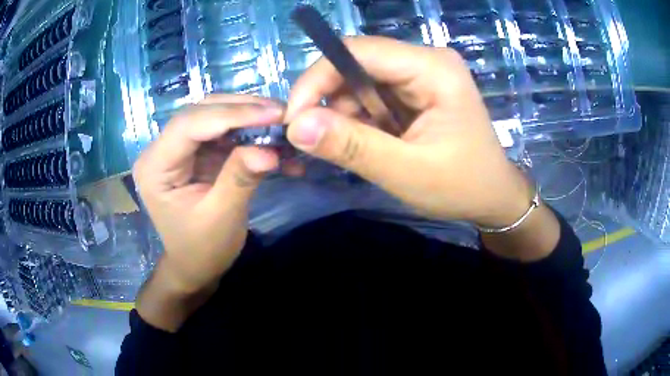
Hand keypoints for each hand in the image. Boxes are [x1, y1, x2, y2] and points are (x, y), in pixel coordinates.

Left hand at [133, 95, 283, 293]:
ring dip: (249, 117)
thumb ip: (240, 179)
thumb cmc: (202, 250)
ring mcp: (178, 148)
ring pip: (214, 115)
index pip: (189, 125)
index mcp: (155, 167)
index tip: (274, 113)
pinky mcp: (195, 152)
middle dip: (243, 110)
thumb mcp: (221, 218)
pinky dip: (249, 133)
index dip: (232, 114)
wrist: (195, 266)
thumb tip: (270, 150)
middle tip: (282, 113)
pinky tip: (272, 142)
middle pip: (201, 112)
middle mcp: (161, 149)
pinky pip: (223, 132)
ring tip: (282, 124)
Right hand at [285, 37, 531, 227]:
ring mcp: (421, 73)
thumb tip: (296, 127)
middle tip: (314, 137)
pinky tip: (367, 141)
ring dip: (343, 112)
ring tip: (350, 147)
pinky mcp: (415, 90)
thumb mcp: (406, 172)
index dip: (317, 78)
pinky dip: (358, 118)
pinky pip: (371, 94)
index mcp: (433, 68)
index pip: (359, 51)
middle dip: (329, 99)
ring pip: (360, 79)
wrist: (493, 196)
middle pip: (357, 62)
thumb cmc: (462, 186)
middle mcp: (425, 60)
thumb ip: (352, 146)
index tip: (294, 118)